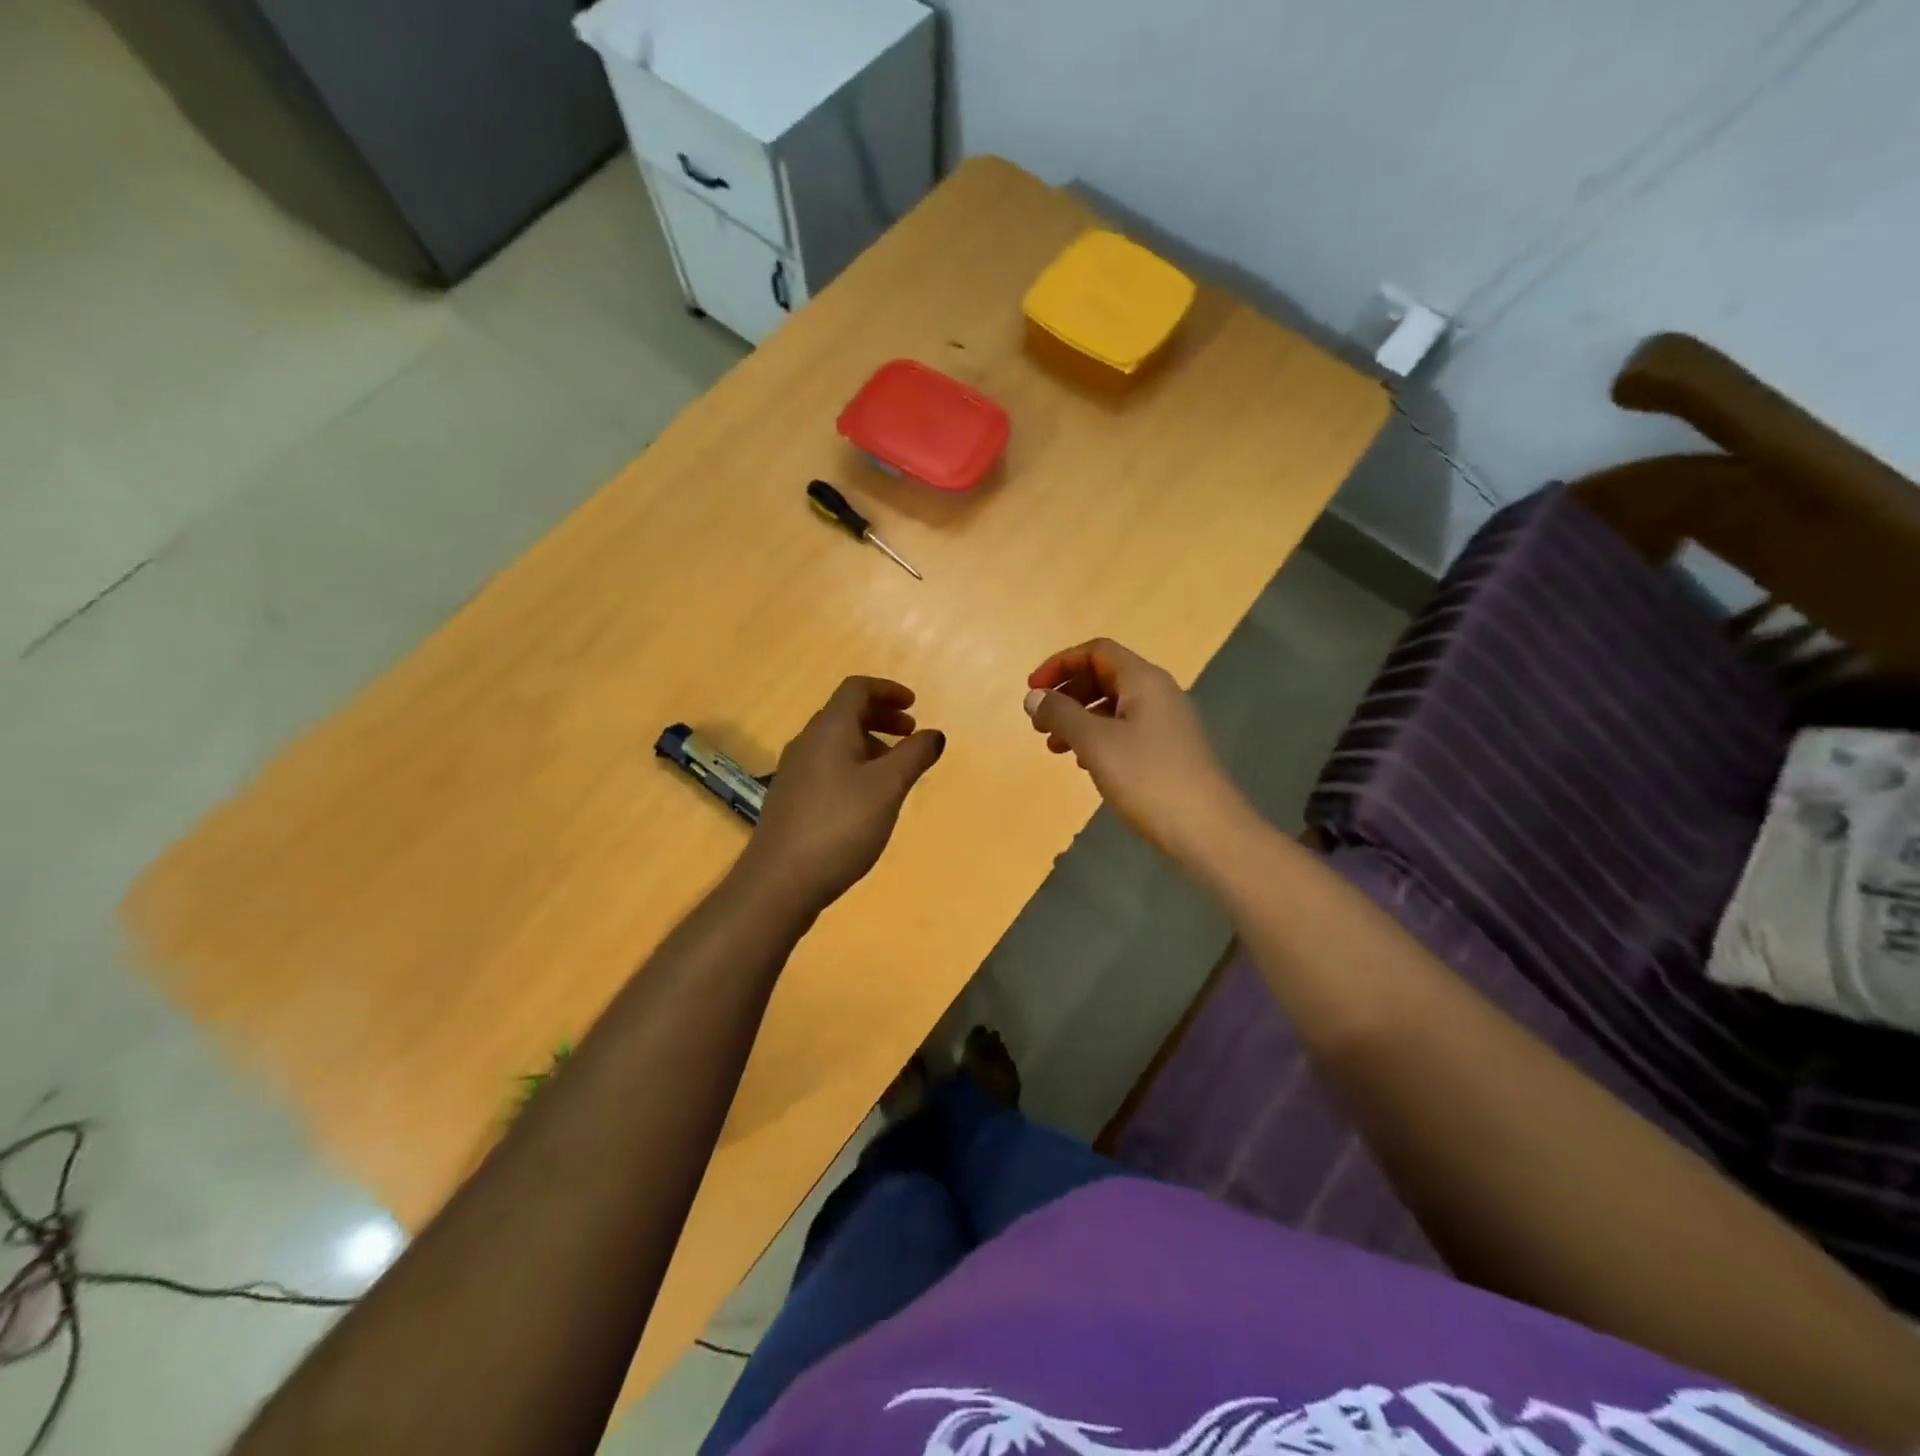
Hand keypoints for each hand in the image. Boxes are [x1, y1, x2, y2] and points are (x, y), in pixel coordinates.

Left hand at [741, 677, 945, 913]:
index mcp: (829, 729)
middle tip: (911, 735)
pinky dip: (854, 766)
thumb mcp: (887, 788)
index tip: (915, 706)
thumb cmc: (840, 826)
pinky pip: (827, 766)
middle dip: (881, 717)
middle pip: (845, 713)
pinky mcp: (791, 799)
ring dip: (869, 744)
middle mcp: (807, 743)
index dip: (888, 690)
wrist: (780, 882)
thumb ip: (914, 756)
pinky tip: (867, 799)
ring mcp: (794, 772)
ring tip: (895, 769)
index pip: (857, 689)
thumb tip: (934, 734)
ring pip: (836, 742)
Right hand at [1025, 639, 1247, 864]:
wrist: (1207, 830)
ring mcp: (1166, 723)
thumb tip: (1033, 696)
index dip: (1060, 664)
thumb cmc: (1148, 778)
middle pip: (1104, 676)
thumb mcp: (1095, 743)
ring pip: (1113, 706)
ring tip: (1054, 747)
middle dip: (1067, 693)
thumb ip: (1061, 714)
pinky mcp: (1168, 751)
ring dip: (1079, 719)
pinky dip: (1098, 738)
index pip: (1096, 651)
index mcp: (1143, 680)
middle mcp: (1158, 693)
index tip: (1032, 691)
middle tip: (1039, 722)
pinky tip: (1084, 764)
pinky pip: (1125, 730)